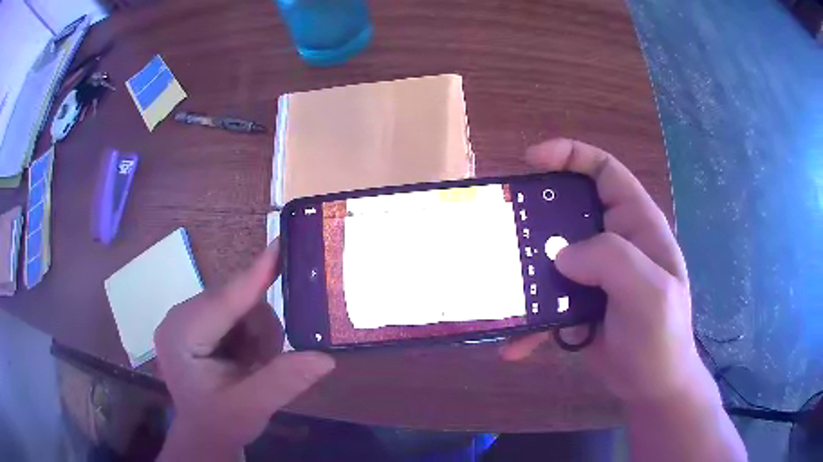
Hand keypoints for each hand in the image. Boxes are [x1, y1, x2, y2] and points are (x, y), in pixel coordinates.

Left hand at [155, 241, 334, 455]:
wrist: (205, 433)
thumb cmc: (220, 423)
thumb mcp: (251, 407)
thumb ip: (283, 380)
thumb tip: (325, 358)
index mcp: (180, 335)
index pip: (223, 300)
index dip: (254, 275)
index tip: (280, 245)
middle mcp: (180, 317)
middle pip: (233, 300)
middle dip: (258, 332)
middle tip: (263, 364)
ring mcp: (188, 318)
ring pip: (240, 305)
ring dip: (258, 335)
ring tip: (252, 368)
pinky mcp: (199, 322)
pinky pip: (237, 313)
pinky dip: (252, 336)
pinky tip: (246, 361)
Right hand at [501, 138, 704, 403]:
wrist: (652, 386)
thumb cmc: (662, 337)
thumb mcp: (650, 293)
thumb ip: (612, 260)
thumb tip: (562, 255)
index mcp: (637, 225)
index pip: (604, 171)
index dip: (570, 155)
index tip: (531, 162)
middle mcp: (615, 242)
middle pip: (570, 209)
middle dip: (537, 214)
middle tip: (505, 227)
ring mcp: (596, 274)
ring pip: (553, 255)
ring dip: (527, 271)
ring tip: (501, 287)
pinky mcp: (579, 303)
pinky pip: (548, 300)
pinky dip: (530, 320)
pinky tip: (515, 344)